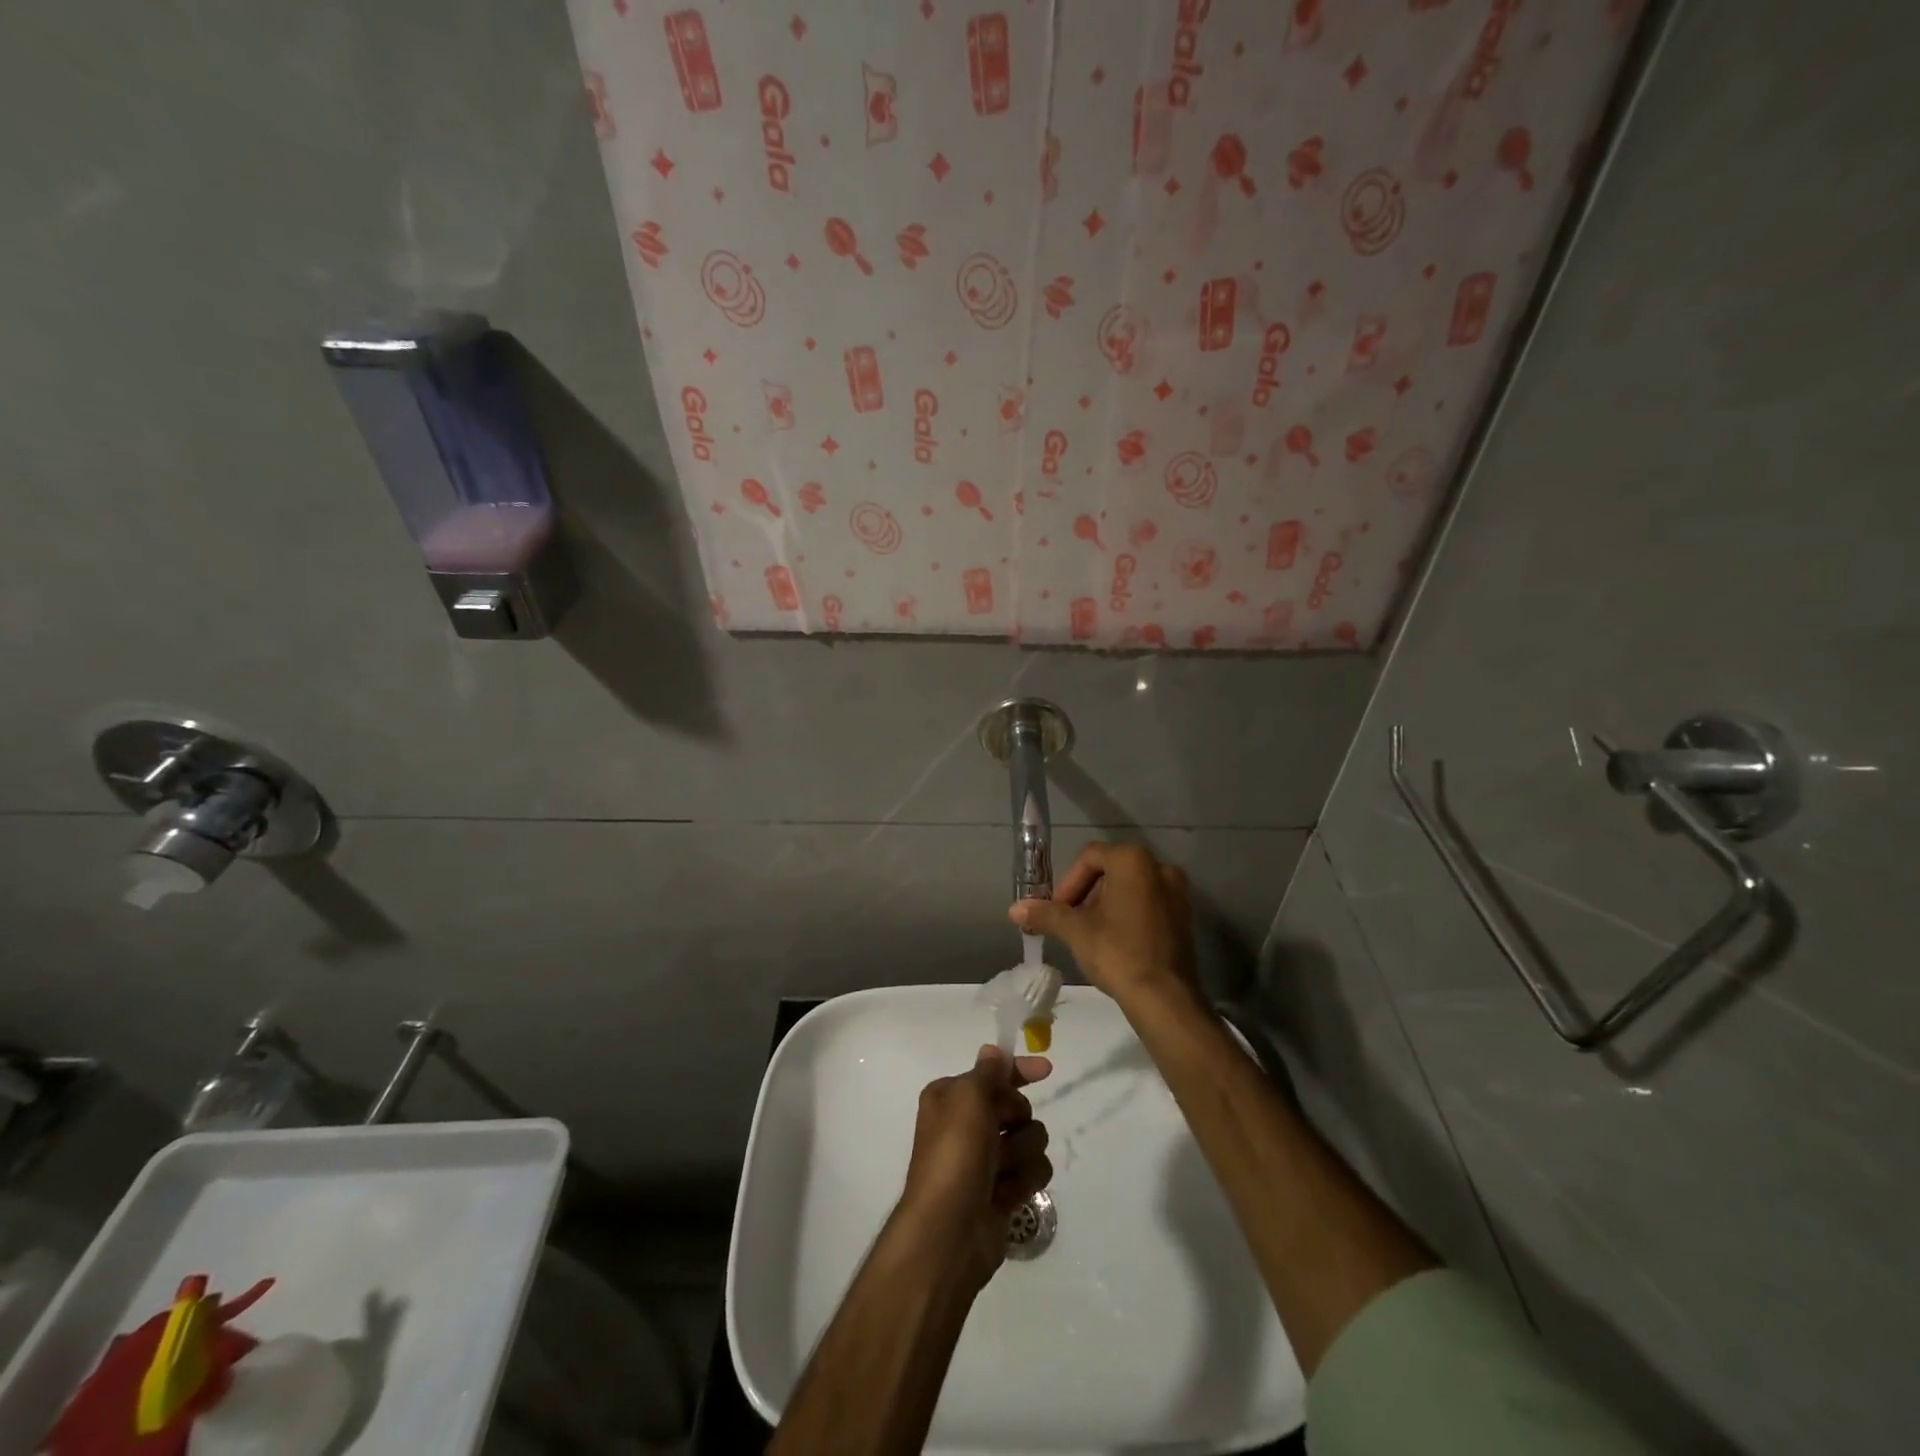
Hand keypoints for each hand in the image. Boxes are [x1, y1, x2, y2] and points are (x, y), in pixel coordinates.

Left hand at [895, 1045, 1052, 1289]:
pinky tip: (1007, 1195)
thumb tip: (992, 1050)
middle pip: (1017, 1107)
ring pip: (1031, 1140)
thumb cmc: (954, 1154)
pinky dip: (1024, 1181)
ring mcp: (987, 1160)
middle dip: (1017, 1119)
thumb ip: (987, 1072)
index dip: (1019, 1071)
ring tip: (1002, 1172)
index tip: (1047, 1070)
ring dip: (1022, 1154)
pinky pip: (1033, 1172)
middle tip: (1001, 1133)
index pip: (993, 1073)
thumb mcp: (968, 1098)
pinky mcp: (1003, 1190)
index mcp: (952, 1098)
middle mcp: (968, 1124)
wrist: (949, 1231)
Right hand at [1008, 842, 1198, 1007]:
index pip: (1090, 857)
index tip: (1059, 910)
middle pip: (1111, 870)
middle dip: (1087, 893)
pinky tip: (1117, 942)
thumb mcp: (1075, 931)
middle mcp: (1159, 867)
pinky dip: (1129, 914)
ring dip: (1107, 904)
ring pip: (1131, 888)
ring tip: (1092, 934)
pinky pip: (1149, 904)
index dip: (1069, 882)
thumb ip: (1046, 913)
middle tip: (1072, 921)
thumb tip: (1014, 908)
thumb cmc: (1118, 953)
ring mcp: (1177, 892)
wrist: (1165, 998)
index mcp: (1133, 861)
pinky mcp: (1185, 916)